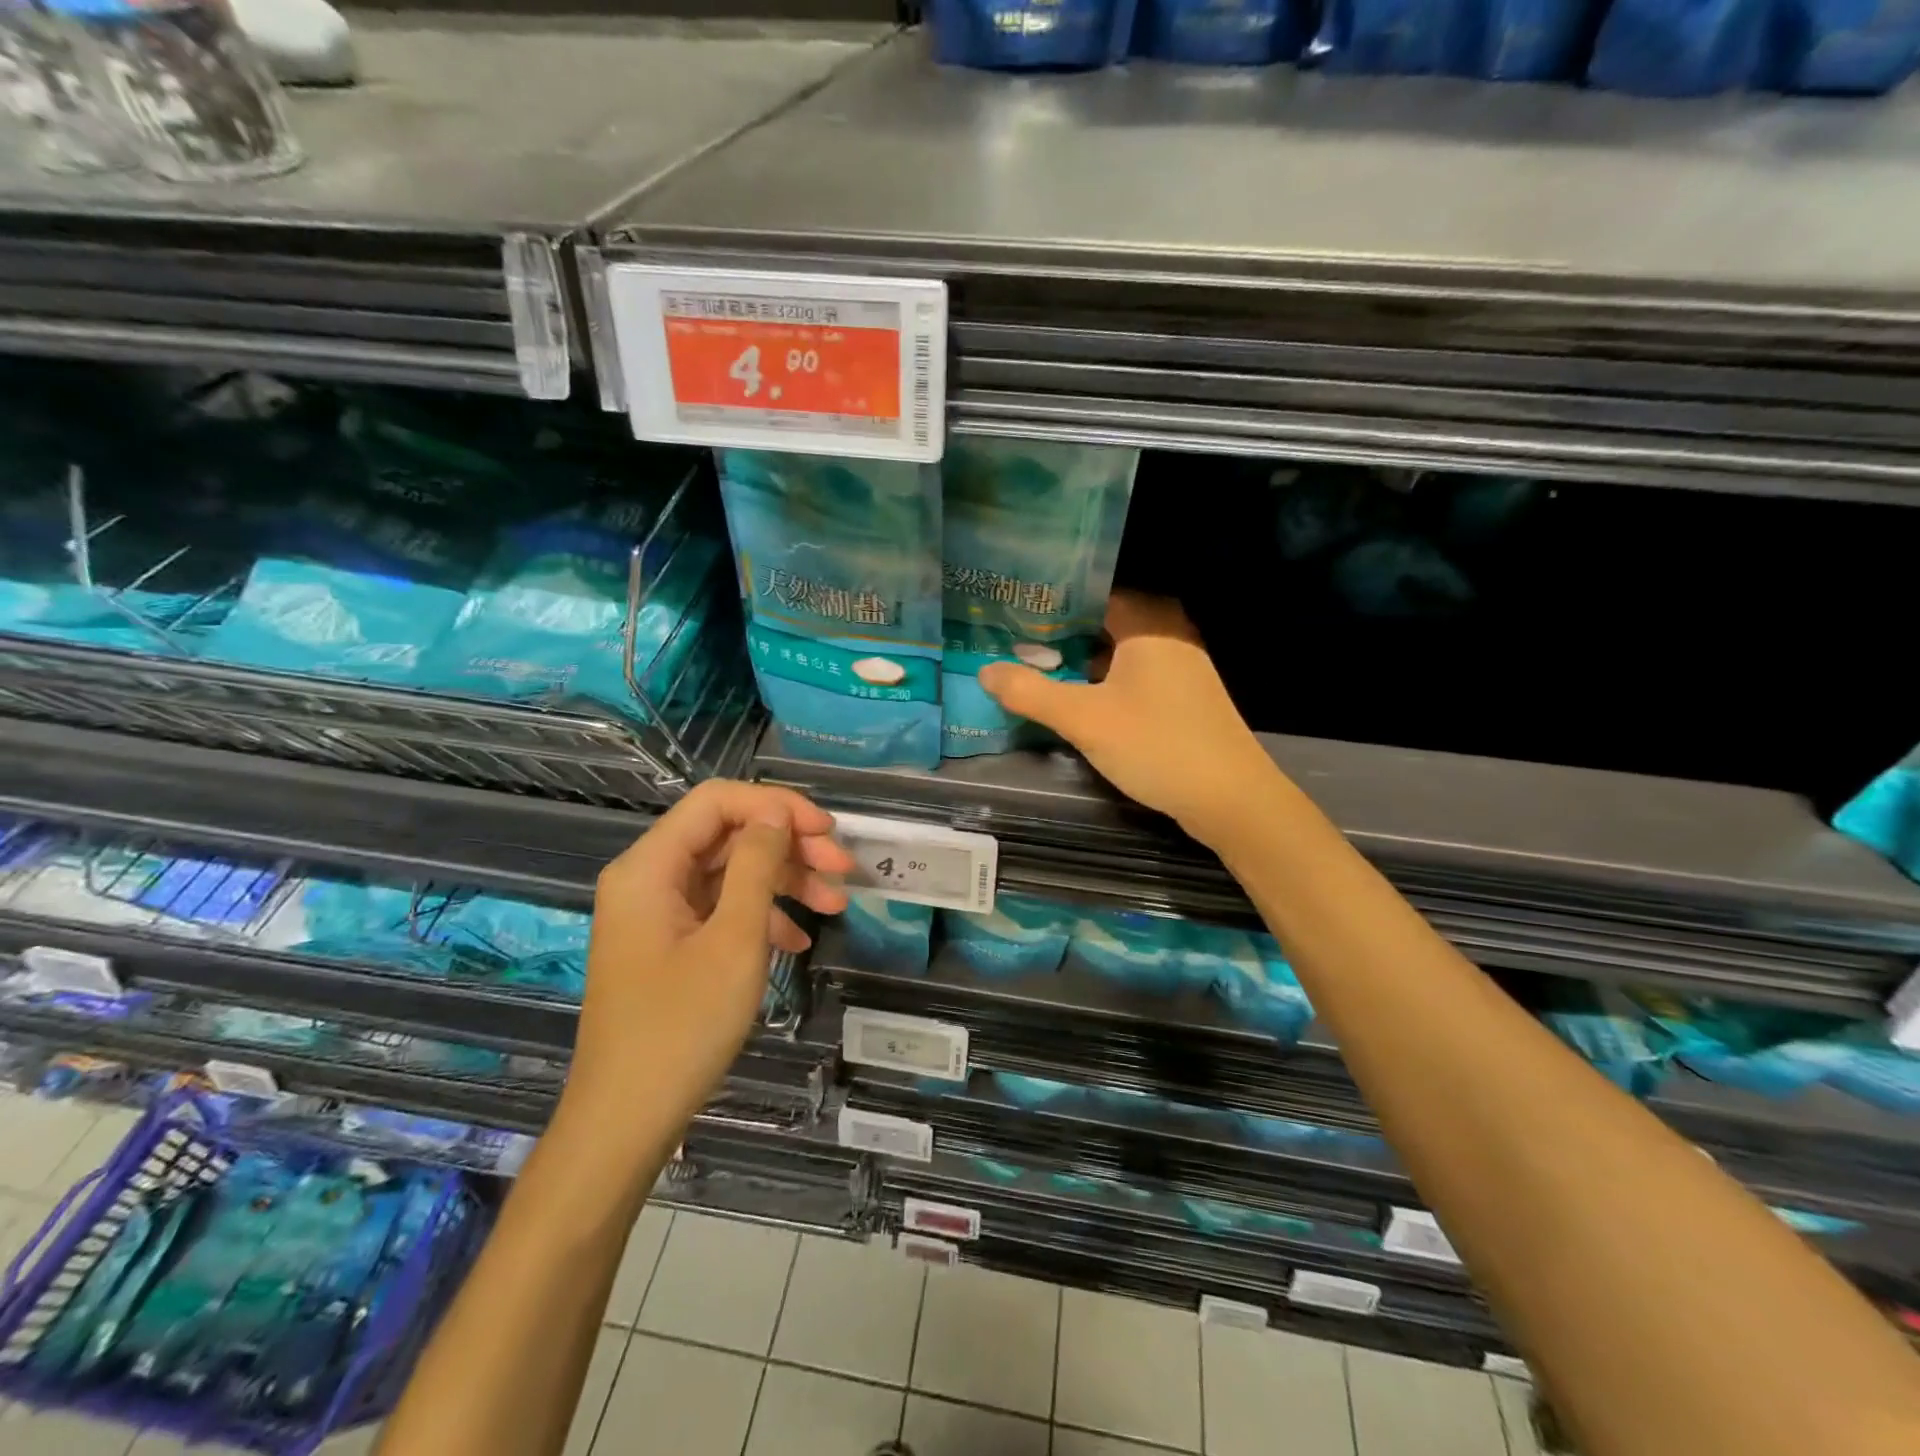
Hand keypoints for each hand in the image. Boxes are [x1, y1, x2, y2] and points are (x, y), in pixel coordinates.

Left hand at [564, 781, 851, 1148]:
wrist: (626, 1122)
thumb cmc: (681, 1027)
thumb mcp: (734, 940)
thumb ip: (757, 865)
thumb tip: (776, 813)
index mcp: (650, 867)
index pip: (718, 801)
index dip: (777, 805)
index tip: (827, 831)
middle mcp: (649, 879)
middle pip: (728, 835)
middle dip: (789, 846)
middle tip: (843, 869)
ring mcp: (658, 914)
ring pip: (730, 873)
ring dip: (785, 882)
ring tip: (837, 905)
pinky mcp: (669, 944)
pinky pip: (721, 910)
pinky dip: (763, 916)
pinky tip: (799, 940)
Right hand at [978, 591, 1280, 848]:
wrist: (1230, 799)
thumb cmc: (1157, 745)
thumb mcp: (1084, 719)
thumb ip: (1031, 693)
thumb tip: (984, 670)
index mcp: (1149, 624)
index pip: (1093, 594)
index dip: (1051, 603)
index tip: (1012, 613)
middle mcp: (1169, 635)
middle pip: (1104, 622)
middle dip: (1061, 633)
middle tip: (1016, 642)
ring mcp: (1181, 667)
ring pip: (1119, 651)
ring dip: (1082, 659)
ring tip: (1036, 666)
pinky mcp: (1185, 697)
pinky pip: (1135, 675)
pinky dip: (1105, 680)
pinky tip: (1079, 698)